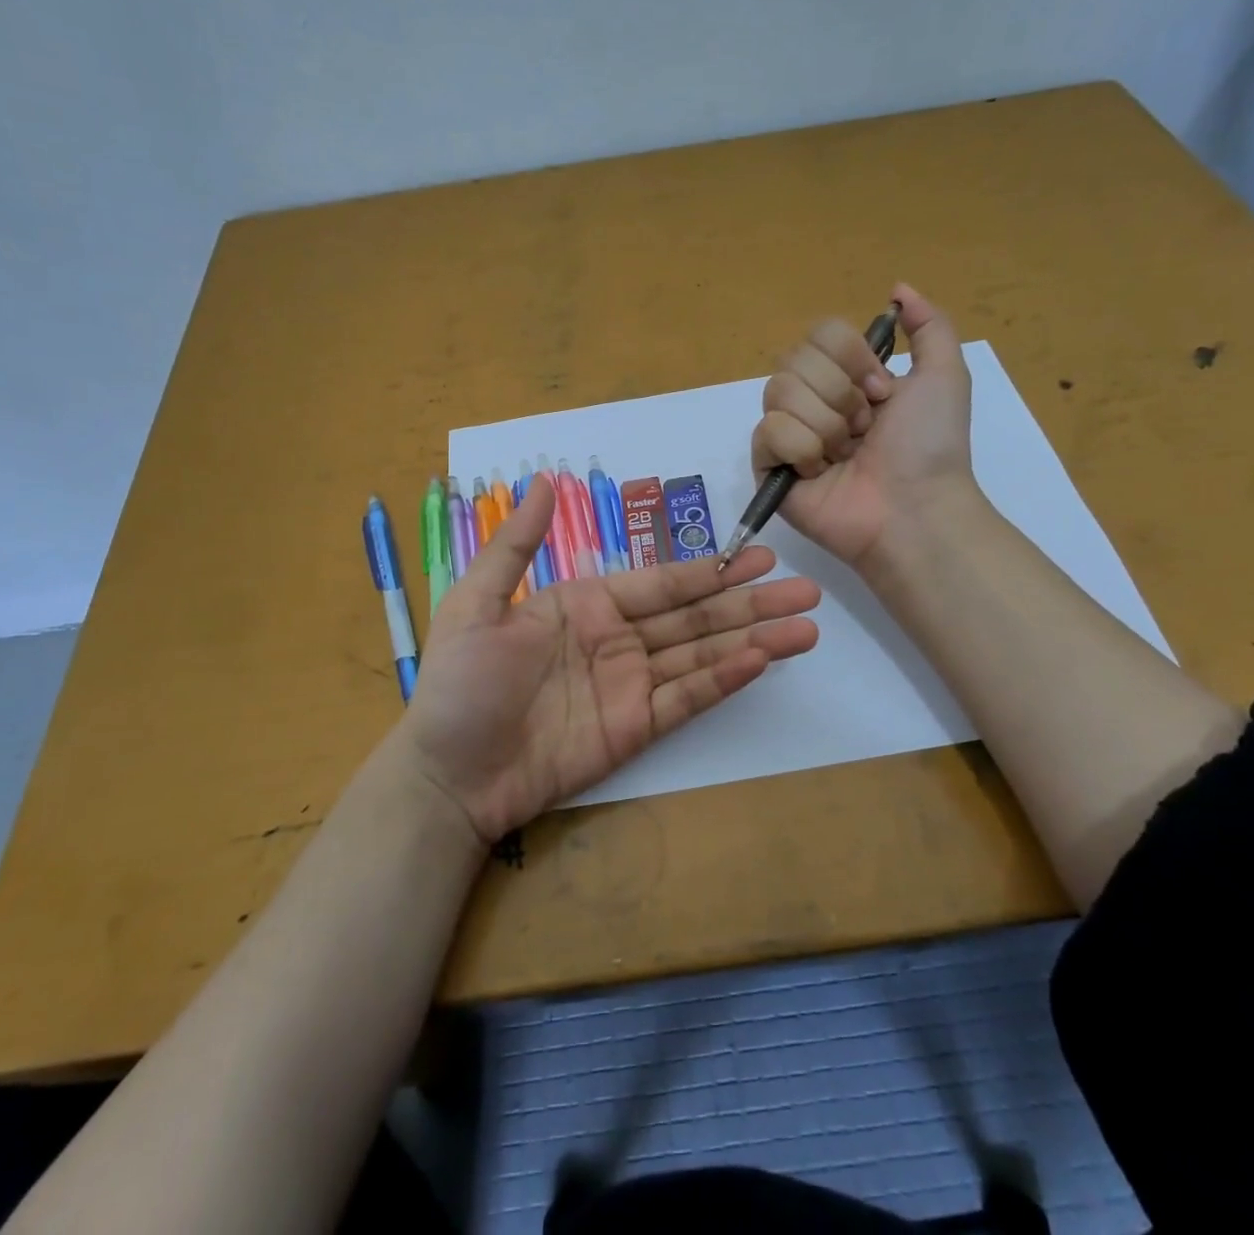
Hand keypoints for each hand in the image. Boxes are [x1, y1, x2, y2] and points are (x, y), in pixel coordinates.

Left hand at [394, 475, 821, 844]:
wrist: (448, 773)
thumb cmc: (460, 683)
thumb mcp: (477, 602)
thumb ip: (518, 545)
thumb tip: (546, 480)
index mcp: (586, 605)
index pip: (660, 583)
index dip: (709, 570)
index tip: (758, 556)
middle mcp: (617, 639)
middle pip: (694, 616)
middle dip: (749, 602)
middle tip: (805, 588)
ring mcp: (630, 685)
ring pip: (702, 654)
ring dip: (753, 638)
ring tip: (805, 625)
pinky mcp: (635, 729)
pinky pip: (687, 698)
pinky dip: (724, 679)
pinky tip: (760, 659)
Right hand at [751, 283, 977, 570]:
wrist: (913, 507)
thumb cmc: (930, 446)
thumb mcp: (945, 376)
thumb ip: (929, 325)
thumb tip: (897, 289)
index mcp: (847, 378)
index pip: (820, 333)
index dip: (850, 356)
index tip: (882, 391)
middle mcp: (813, 400)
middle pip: (795, 359)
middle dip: (840, 394)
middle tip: (865, 429)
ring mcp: (787, 433)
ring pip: (779, 391)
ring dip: (826, 424)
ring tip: (846, 455)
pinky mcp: (768, 466)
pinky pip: (768, 431)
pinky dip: (801, 449)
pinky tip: (820, 473)